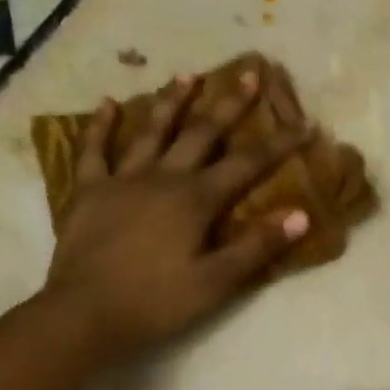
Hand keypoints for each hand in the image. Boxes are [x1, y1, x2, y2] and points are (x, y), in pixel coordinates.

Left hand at [40, 70, 309, 365]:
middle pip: (201, 133)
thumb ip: (257, 247)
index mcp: (195, 200)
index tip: (305, 123)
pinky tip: (106, 104)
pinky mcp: (88, 192)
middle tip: (249, 73)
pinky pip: (94, 151)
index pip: (247, 164)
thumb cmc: (156, 303)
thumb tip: (300, 215)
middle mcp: (162, 178)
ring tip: (187, 76)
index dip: (279, 143)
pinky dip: (100, 126)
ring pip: (150, 131)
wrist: (84, 316)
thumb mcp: (216, 283)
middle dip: (229, 104)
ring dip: (171, 102)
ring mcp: (121, 180)